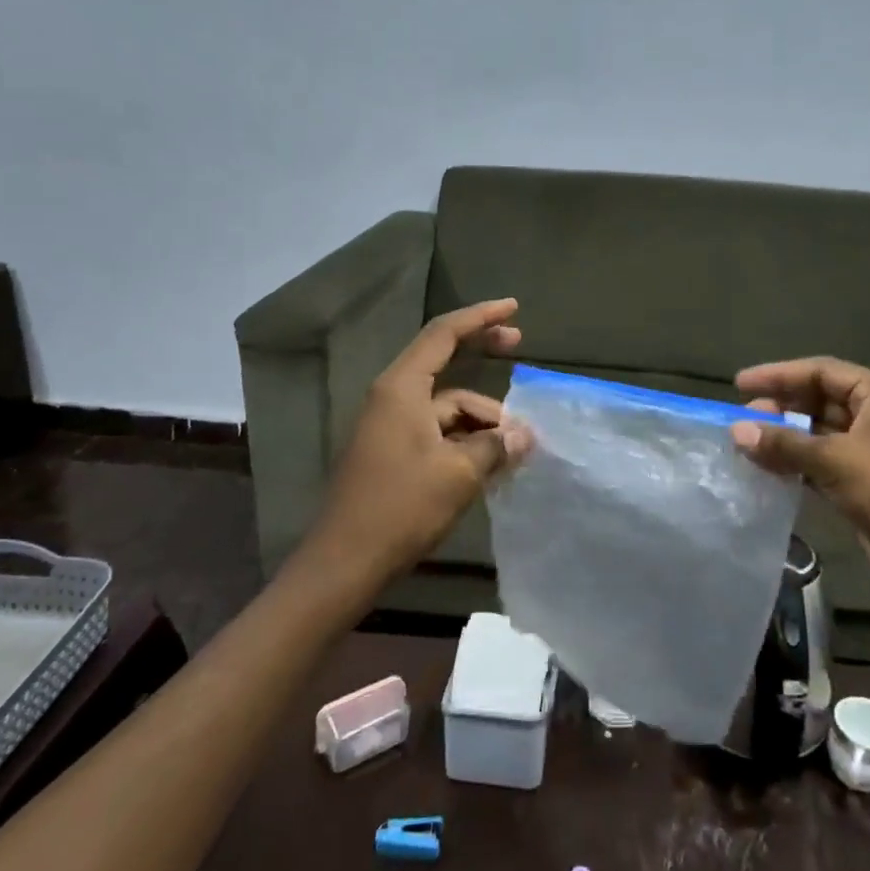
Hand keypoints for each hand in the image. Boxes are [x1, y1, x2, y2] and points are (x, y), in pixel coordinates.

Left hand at [312, 299, 531, 580]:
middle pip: (444, 362)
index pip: (443, 334)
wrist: (345, 562)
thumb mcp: (459, 473)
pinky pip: (438, 431)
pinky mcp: (394, 452)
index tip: (513, 308)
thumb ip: (495, 446)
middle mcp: (394, 397)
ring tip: (517, 446)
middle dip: (482, 355)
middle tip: (519, 346)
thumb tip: (524, 435)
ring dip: (482, 418)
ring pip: (447, 406)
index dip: (480, 317)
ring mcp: (392, 426)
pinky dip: (466, 439)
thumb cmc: (401, 508)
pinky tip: (493, 462)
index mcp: (402, 388)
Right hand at [729, 359, 869, 584]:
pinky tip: (768, 469)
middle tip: (742, 420)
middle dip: (781, 408)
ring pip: (819, 433)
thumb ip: (783, 443)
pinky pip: (823, 462)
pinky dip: (797, 463)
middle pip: (820, 400)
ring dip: (785, 438)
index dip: (779, 375)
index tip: (739, 384)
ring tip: (748, 445)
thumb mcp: (835, 461)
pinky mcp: (867, 482)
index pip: (822, 371)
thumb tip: (735, 430)